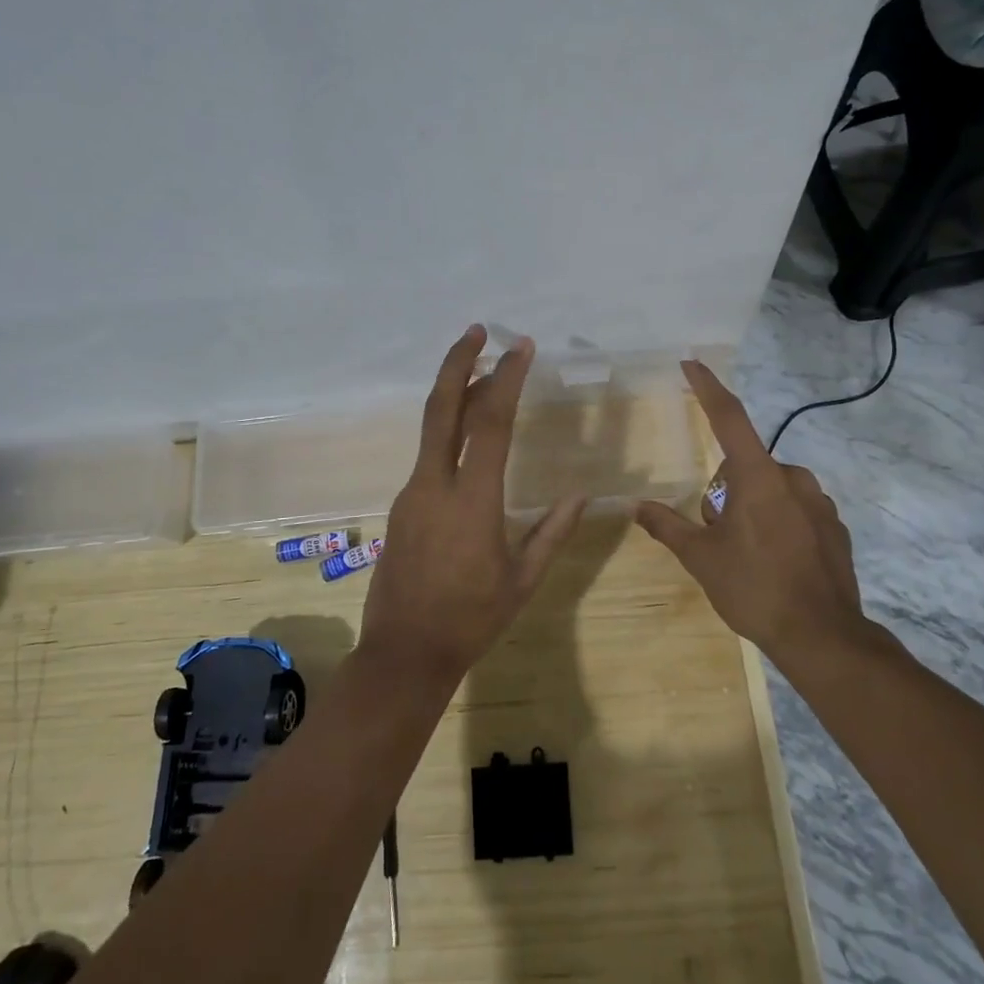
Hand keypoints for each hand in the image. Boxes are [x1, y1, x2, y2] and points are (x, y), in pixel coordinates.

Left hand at [359, 326, 587, 684]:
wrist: (404, 652)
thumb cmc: (471, 619)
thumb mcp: (522, 579)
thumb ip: (552, 532)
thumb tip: (582, 496)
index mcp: (472, 501)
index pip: (491, 424)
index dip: (506, 379)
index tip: (521, 347)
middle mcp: (434, 485)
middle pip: (442, 409)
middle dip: (459, 363)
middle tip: (477, 330)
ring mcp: (411, 494)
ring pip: (432, 429)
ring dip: (456, 395)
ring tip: (483, 375)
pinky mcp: (401, 506)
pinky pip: (428, 456)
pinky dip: (448, 430)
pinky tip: (468, 435)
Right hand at [635, 360, 888, 665]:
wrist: (823, 636)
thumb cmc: (754, 588)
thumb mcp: (701, 559)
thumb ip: (667, 526)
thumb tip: (635, 506)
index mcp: (757, 477)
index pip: (729, 418)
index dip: (708, 388)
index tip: (692, 363)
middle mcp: (792, 478)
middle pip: (745, 467)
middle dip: (725, 491)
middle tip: (719, 535)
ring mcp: (819, 502)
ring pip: (771, 489)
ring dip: (753, 507)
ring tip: (749, 556)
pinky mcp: (835, 526)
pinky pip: (796, 510)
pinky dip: (780, 524)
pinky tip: (778, 563)